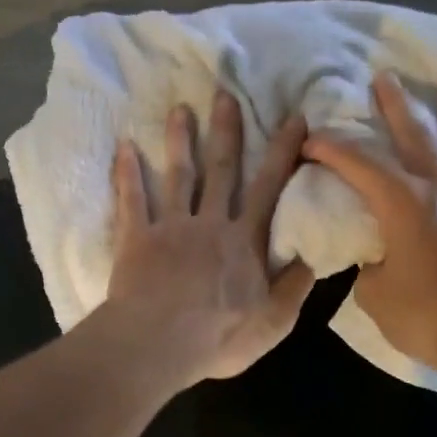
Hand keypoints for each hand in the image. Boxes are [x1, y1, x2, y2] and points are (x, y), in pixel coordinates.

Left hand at [103, 91, 315, 387]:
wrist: (159, 343)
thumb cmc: (219, 336)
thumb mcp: (274, 321)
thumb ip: (294, 287)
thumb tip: (313, 257)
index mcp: (244, 241)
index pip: (269, 189)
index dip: (284, 153)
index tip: (294, 118)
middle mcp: (210, 223)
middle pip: (222, 169)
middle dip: (227, 131)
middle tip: (226, 93)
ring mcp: (171, 227)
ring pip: (178, 175)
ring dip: (179, 140)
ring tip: (179, 109)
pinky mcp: (136, 239)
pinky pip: (131, 200)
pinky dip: (127, 173)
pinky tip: (123, 147)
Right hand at [302, 72, 436, 394]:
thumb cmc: (427, 319)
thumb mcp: (375, 294)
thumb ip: (370, 260)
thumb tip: (377, 250)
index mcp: (404, 204)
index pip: (359, 164)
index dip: (331, 148)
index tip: (311, 138)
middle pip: (415, 134)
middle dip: (394, 105)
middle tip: (384, 77)